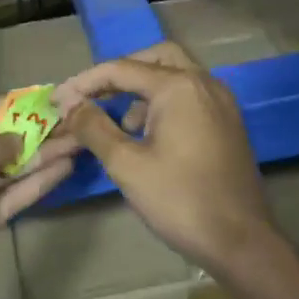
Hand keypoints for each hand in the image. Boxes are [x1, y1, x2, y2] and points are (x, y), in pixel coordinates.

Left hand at [0, 96, 76, 298]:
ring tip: (78, 140)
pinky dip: (34, 184)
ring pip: (6, 170)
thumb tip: (21, 139)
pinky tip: (64, 168)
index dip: (10, 104)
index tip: (47, 98)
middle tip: (73, 120)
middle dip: (31, 131)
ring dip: (40, 156)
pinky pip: (8, 198)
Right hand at [52, 42, 276, 275]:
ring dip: (143, 89)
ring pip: (176, 75)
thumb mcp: (127, 164)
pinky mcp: (229, 123)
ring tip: (119, 125)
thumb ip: (94, 128)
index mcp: (179, 86)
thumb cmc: (180, 200)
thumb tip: (71, 106)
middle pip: (156, 58)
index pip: (122, 69)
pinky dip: (165, 103)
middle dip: (121, 73)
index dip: (85, 83)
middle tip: (93, 97)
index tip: (58, 101)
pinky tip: (149, 137)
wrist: (241, 241)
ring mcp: (222, 102)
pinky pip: (191, 96)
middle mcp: (204, 83)